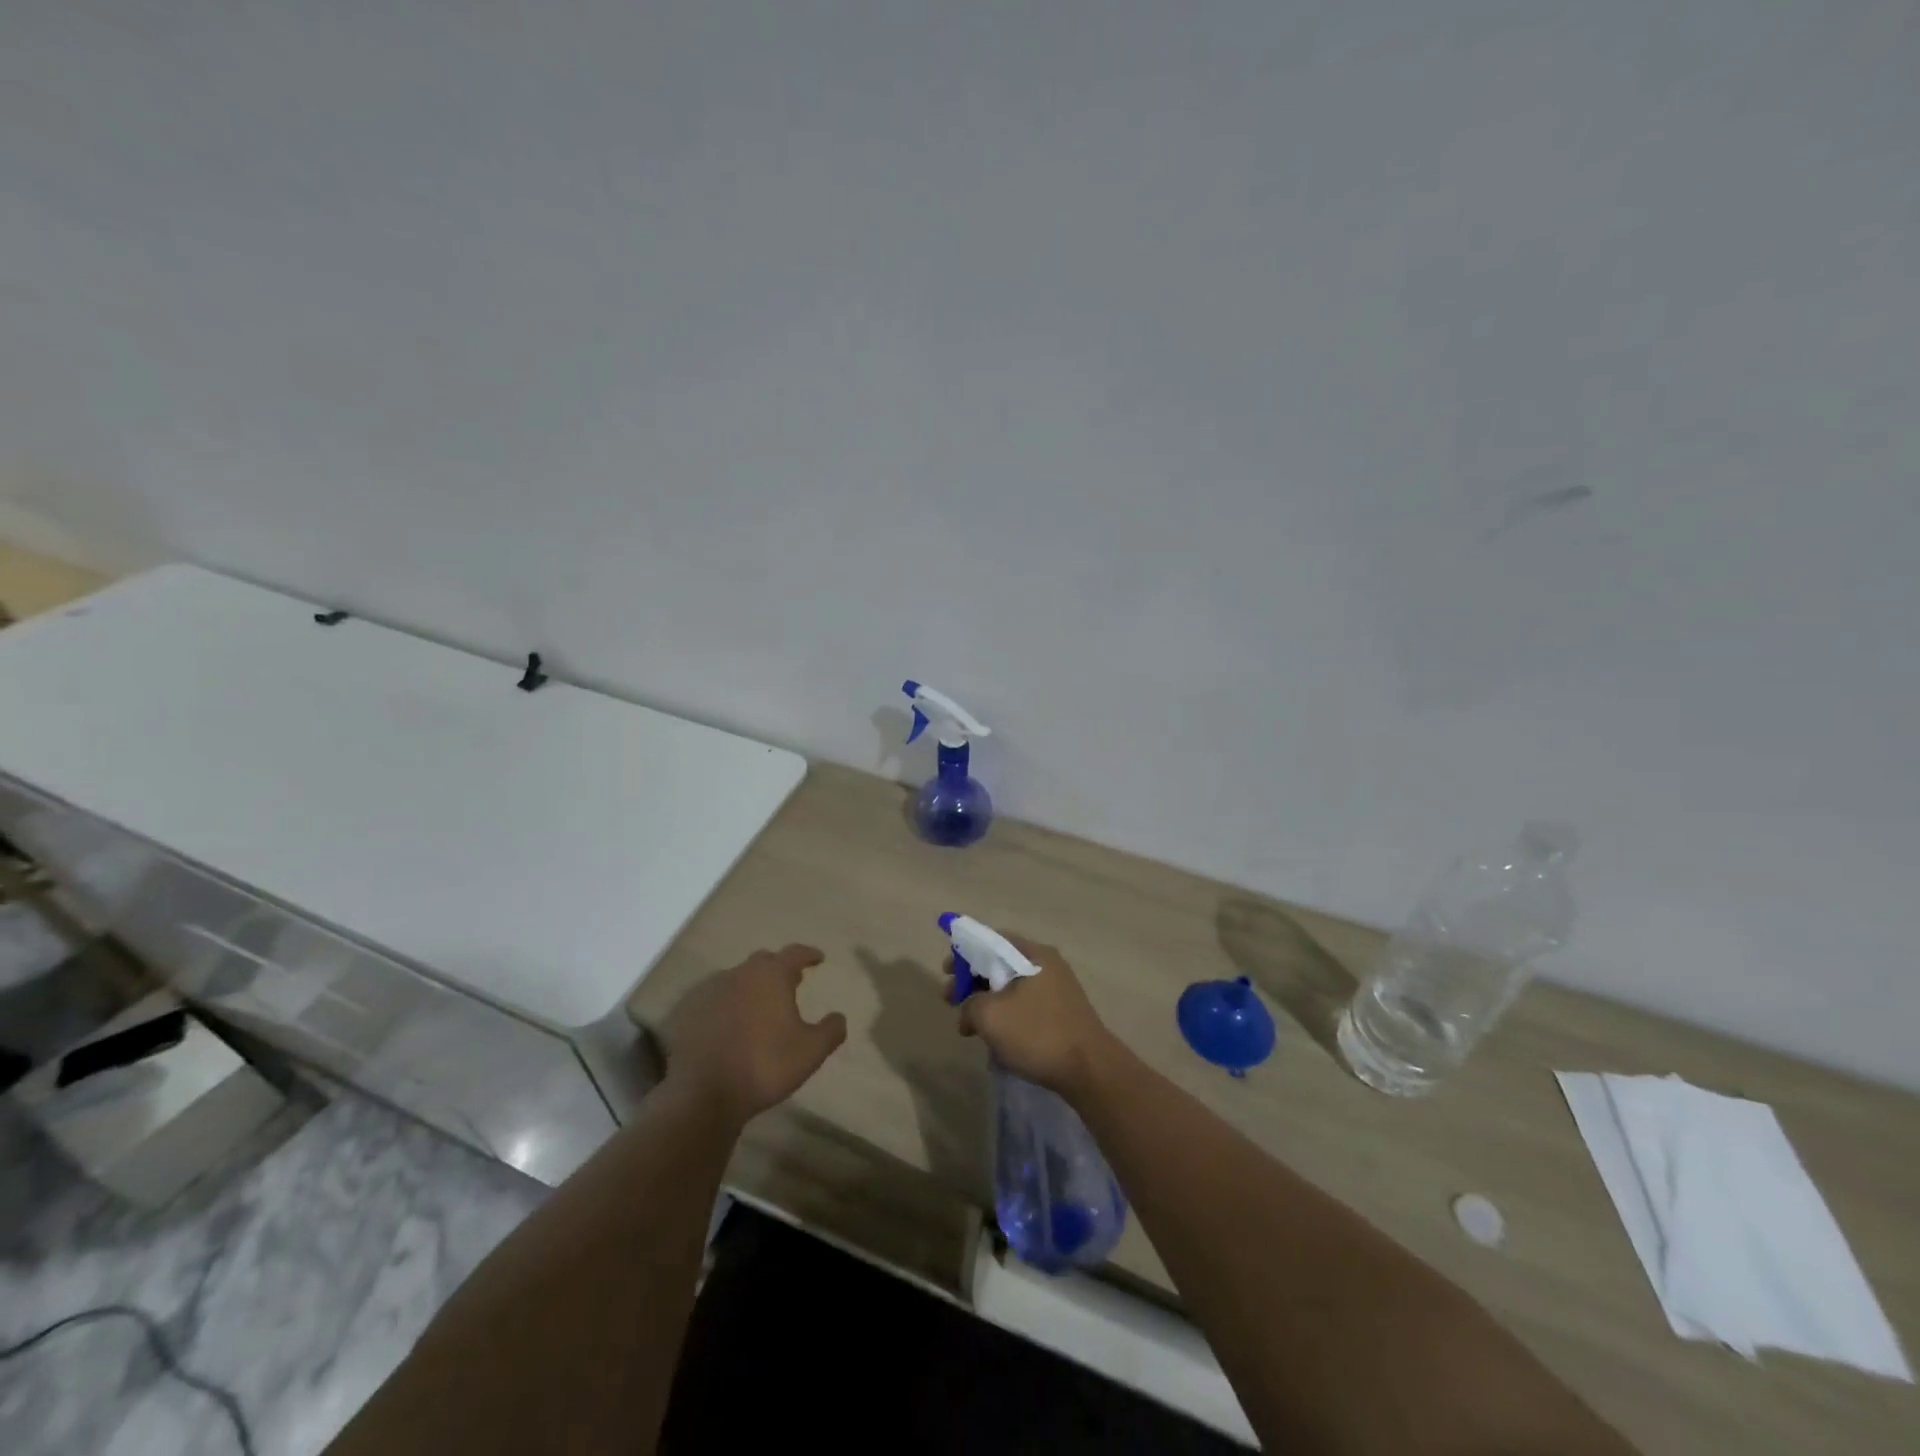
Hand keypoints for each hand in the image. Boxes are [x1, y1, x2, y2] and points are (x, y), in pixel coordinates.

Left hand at [662, 944, 847, 1125]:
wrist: (702, 1094)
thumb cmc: (764, 1066)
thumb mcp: (810, 1052)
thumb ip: (831, 1030)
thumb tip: (839, 1017)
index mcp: (771, 976)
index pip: (795, 953)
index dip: (808, 954)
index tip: (818, 958)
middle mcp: (740, 973)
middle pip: (763, 962)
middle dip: (778, 969)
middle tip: (790, 983)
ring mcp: (709, 990)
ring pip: (736, 980)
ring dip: (750, 988)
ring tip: (759, 1007)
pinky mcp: (686, 1011)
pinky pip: (713, 1000)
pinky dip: (725, 1006)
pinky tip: (729, 1025)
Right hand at [950, 935, 1119, 1098]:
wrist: (1089, 1070)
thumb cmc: (1037, 1033)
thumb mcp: (990, 1015)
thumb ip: (969, 1003)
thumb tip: (970, 1010)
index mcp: (1032, 954)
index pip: (991, 939)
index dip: (964, 952)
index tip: (946, 971)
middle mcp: (1047, 964)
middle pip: (1000, 963)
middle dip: (972, 981)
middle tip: (951, 1000)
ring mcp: (1057, 989)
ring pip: (1012, 987)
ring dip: (988, 1002)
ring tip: (970, 1027)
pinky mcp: (1062, 1013)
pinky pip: (1025, 1005)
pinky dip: (1006, 1015)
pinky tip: (996, 1039)